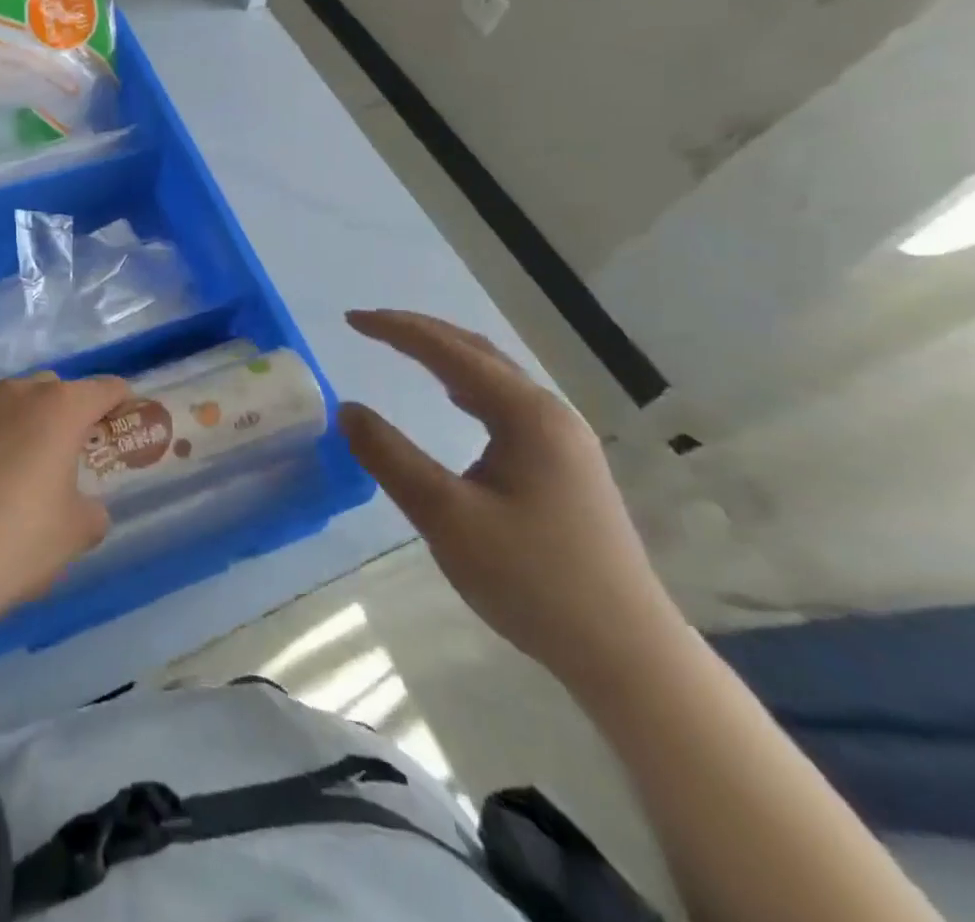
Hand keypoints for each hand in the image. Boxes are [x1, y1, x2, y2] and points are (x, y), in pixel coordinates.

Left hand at [0, 372, 129, 647]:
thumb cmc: (13, 547)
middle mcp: (12, 390)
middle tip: (52, 456)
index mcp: (58, 410)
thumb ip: (92, 509)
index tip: (119, 416)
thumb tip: (83, 504)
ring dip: (6, 421)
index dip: (117, 400)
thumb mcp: (75, 536)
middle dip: (57, 413)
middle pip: (48, 389)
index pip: (104, 389)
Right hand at [339, 310, 685, 694]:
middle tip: (369, 326)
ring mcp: (564, 440)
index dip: (396, 330)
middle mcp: (550, 414)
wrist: (627, 655)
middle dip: (420, 332)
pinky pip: (506, 404)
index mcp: (527, 415)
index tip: (350, 319)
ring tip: (402, 349)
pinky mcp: (565, 466)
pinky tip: (454, 400)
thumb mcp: (446, 517)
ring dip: (445, 356)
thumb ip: (391, 457)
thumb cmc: (533, 581)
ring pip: (495, 376)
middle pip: (476, 352)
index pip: (449, 352)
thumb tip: (347, 409)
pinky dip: (466, 385)